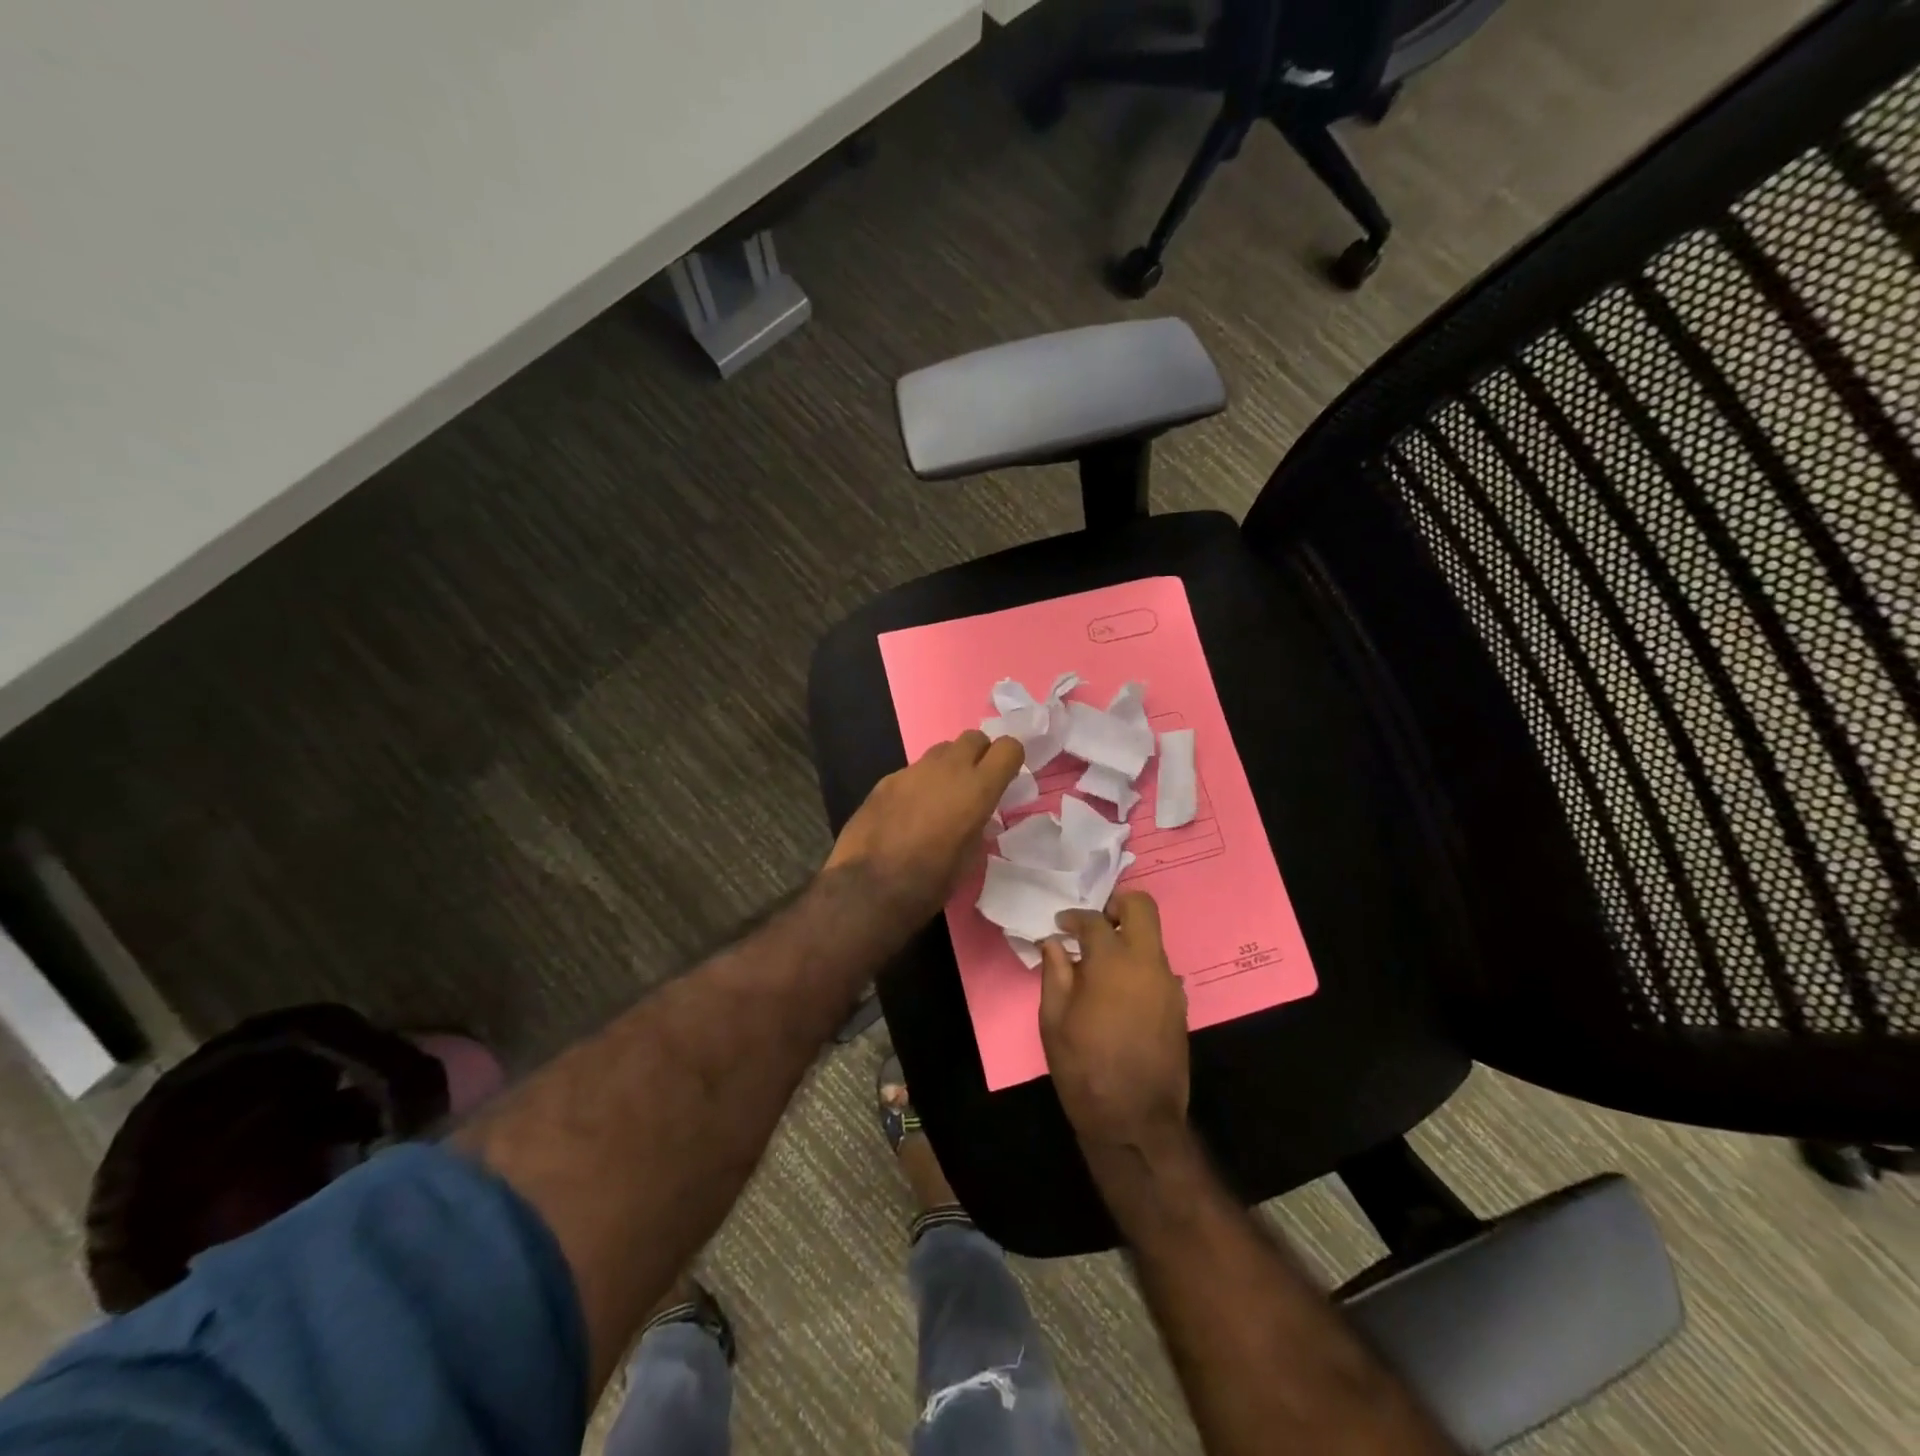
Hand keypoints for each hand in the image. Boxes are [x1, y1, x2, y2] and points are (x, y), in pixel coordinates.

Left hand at [826, 730, 1023, 921]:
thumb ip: (978, 824)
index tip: (1006, 777)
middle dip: (980, 754)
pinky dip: (920, 783)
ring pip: (942, 750)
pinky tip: (909, 811)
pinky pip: (914, 771)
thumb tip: (975, 816)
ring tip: (942, 797)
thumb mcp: (970, 857)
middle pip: (973, 737)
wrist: (869, 886)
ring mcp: (913, 770)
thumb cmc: (930, 881)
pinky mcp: (887, 780)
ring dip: (949, 766)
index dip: (1011, 759)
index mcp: (977, 788)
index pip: (1008, 747)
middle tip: (975, 783)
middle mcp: (947, 769)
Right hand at [1039, 893, 1189, 1153]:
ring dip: (1128, 937)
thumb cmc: (1085, 1070)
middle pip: (1142, 908)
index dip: (1073, 917)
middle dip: (1117, 904)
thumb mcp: (1054, 1022)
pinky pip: (1159, 968)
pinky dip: (1139, 965)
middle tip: (1094, 922)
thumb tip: (1055, 944)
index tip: (1060, 926)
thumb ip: (1055, 974)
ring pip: (1153, 938)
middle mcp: (1148, 964)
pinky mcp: (1179, 1006)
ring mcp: (1169, 984)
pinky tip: (1119, 991)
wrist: (1136, 1122)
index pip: (1094, 920)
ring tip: (1101, 962)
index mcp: (1113, 963)